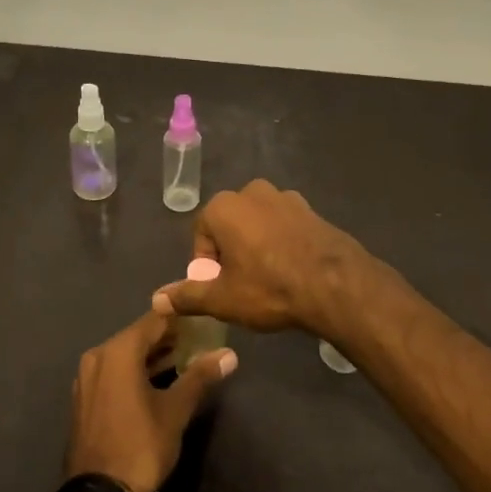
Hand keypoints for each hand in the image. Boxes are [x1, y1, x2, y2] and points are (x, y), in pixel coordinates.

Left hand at [66, 310, 236, 491]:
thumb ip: (200, 376)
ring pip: (125, 355)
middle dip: (169, 338)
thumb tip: (229, 354)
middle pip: (139, 336)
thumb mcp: (176, 411)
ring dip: (153, 356)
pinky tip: (158, 382)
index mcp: (118, 351)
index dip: (181, 318)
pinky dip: (135, 372)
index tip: (204, 320)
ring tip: (186, 359)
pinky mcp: (85, 398)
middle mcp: (98, 355)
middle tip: (200, 341)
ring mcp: (87, 377)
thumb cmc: (140, 446)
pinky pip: (114, 372)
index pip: (155, 319)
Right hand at [152, 179, 374, 338]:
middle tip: (242, 285)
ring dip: (256, 246)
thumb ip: (187, 296)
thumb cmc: (268, 287)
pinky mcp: (310, 209)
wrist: (334, 283)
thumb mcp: (222, 299)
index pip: (201, 234)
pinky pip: (284, 226)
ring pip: (258, 224)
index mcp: (224, 206)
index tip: (220, 288)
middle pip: (229, 225)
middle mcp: (252, 192)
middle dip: (231, 252)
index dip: (206, 264)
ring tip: (268, 280)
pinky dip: (281, 243)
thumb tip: (156, 300)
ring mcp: (285, 197)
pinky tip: (292, 270)